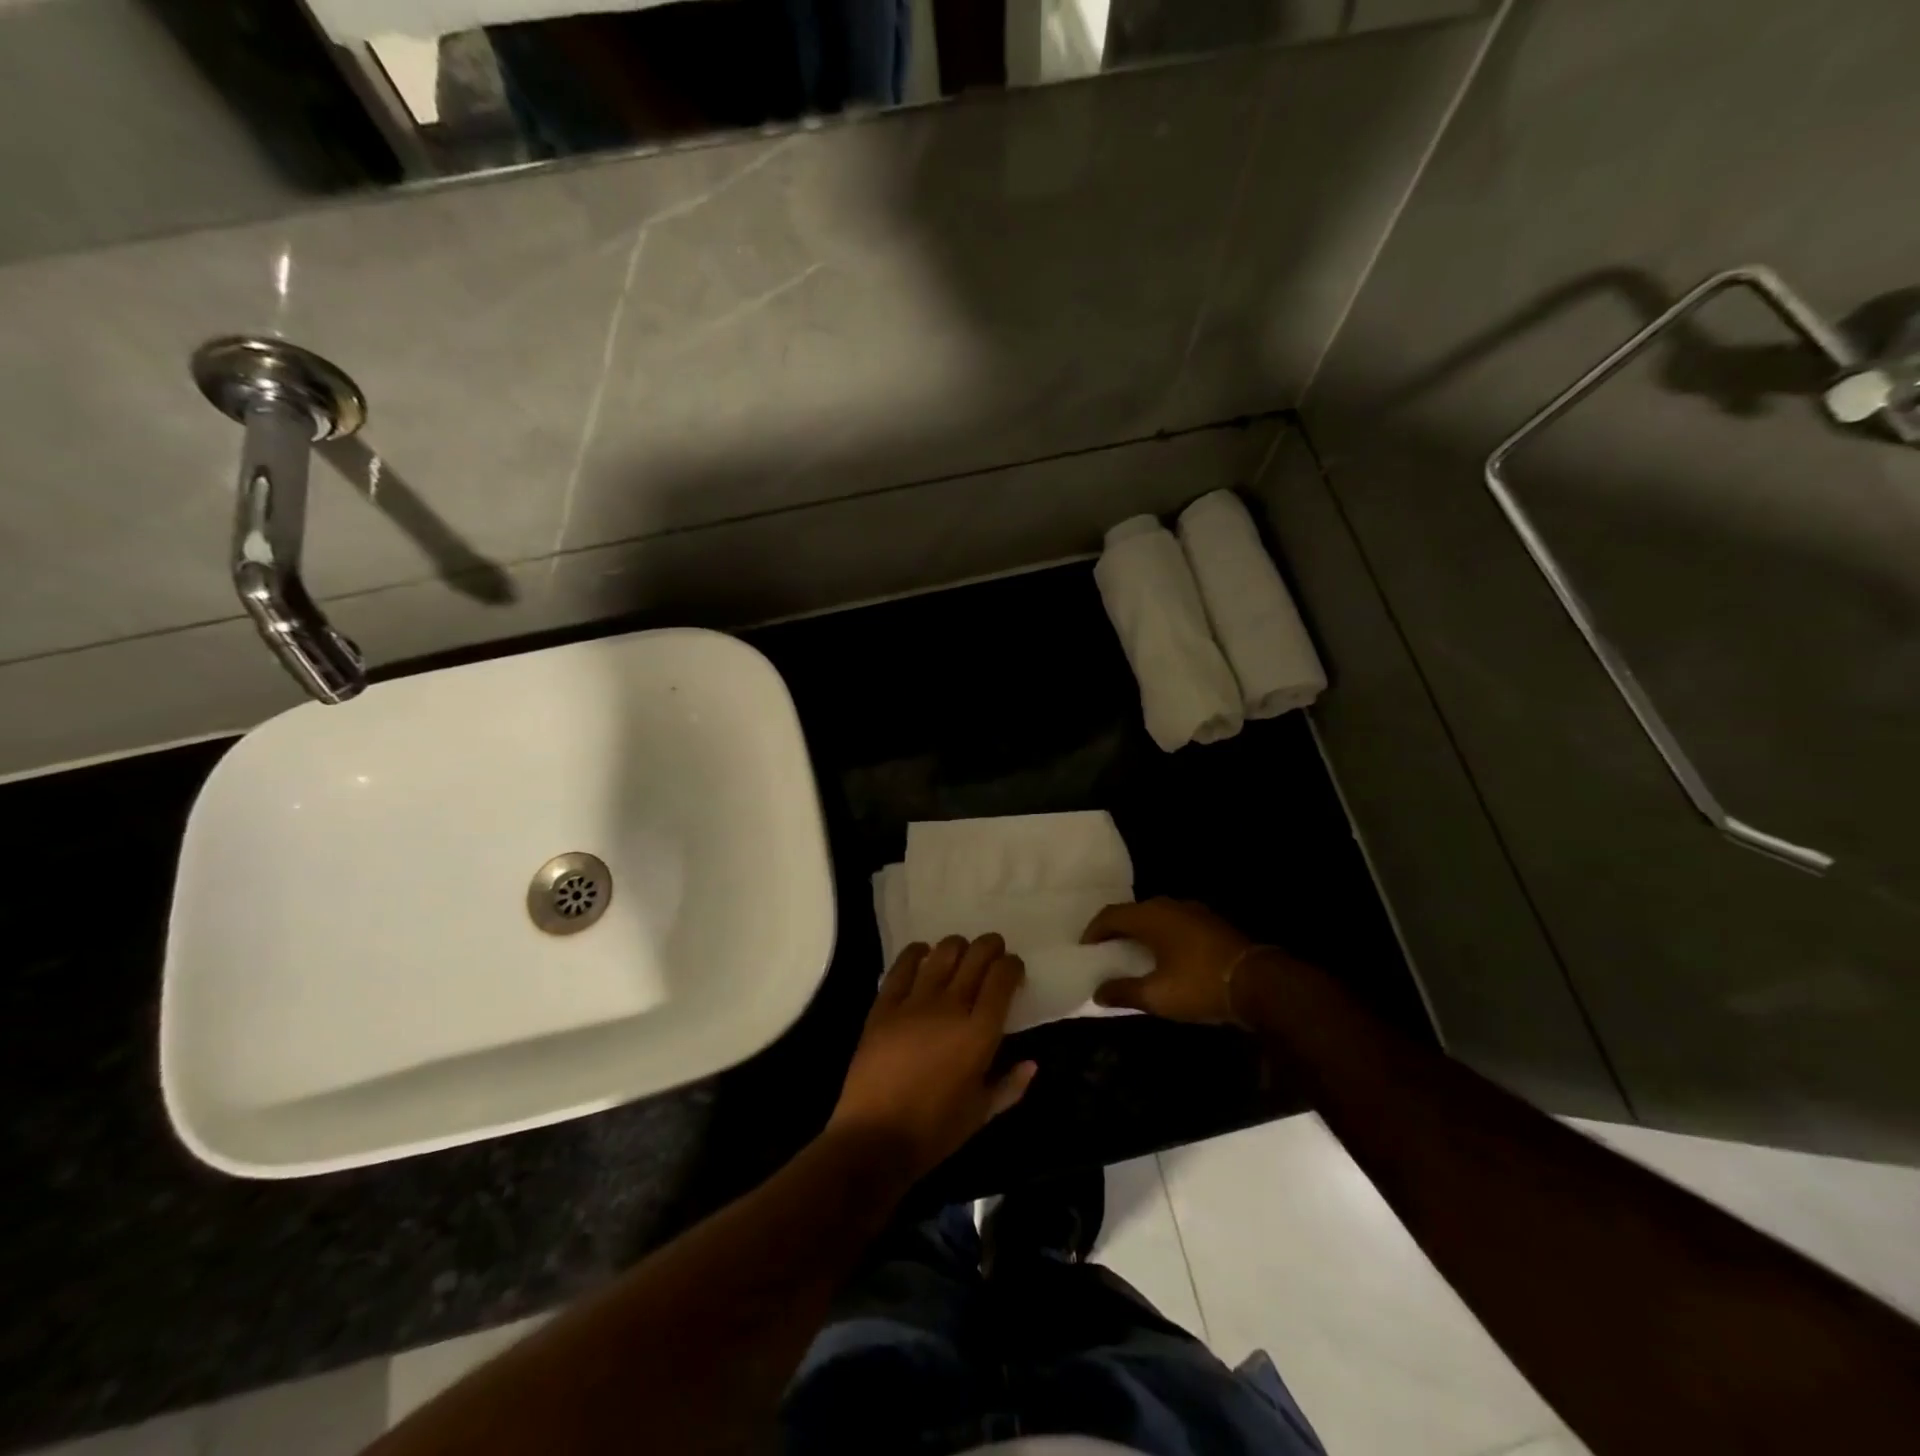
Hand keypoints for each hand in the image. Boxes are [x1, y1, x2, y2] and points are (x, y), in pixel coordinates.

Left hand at [827, 935, 1036, 1181]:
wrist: (875, 1137)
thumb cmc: (935, 1131)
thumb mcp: (982, 1114)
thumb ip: (1010, 1085)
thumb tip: (1032, 1064)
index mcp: (980, 1033)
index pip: (1003, 978)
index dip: (1012, 966)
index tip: (1013, 970)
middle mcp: (951, 1007)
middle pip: (976, 956)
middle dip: (991, 947)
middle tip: (993, 952)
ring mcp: (915, 1002)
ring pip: (942, 953)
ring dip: (957, 946)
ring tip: (960, 954)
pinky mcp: (885, 1005)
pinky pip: (902, 966)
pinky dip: (916, 953)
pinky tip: (922, 953)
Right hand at [1083, 898, 1257, 1024]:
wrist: (1259, 983)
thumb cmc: (1200, 985)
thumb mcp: (1157, 996)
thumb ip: (1123, 991)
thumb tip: (1097, 992)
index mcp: (1150, 917)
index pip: (1110, 915)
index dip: (1093, 931)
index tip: (1085, 949)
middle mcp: (1169, 906)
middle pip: (1132, 912)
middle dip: (1116, 929)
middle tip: (1105, 950)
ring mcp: (1193, 911)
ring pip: (1155, 916)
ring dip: (1140, 932)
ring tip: (1131, 953)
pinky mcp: (1210, 923)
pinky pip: (1174, 923)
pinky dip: (1160, 935)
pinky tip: (1163, 955)